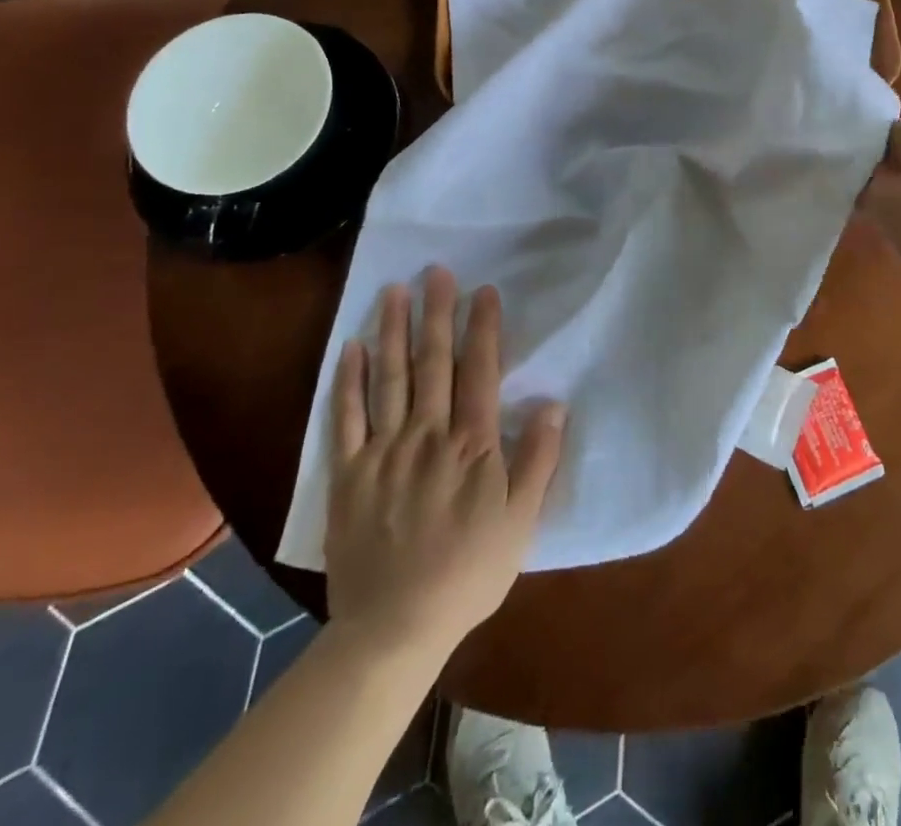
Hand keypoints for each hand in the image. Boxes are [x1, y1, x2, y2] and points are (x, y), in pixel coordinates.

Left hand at [324, 266, 564, 650]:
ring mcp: (383, 451)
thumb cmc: (468, 573)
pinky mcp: (347, 473)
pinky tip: (352, 347)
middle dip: (438, 313)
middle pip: (434, 363)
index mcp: (471, 445)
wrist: (394, 628)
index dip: (483, 329)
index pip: (480, 371)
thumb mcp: (520, 522)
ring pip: (390, 378)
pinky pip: (345, 418)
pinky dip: (349, 381)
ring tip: (395, 291)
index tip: (484, 292)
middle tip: (437, 272)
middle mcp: (427, 435)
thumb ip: (538, 460)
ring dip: (394, 331)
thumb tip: (555, 404)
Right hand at [858, 120, 900, 297]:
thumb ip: (859, 183)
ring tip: (871, 222)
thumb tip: (849, 174)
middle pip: (899, 153)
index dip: (850, 149)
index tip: (829, 174)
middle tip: (844, 200)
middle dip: (871, 175)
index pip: (878, 128)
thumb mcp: (885, 204)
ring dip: (894, 197)